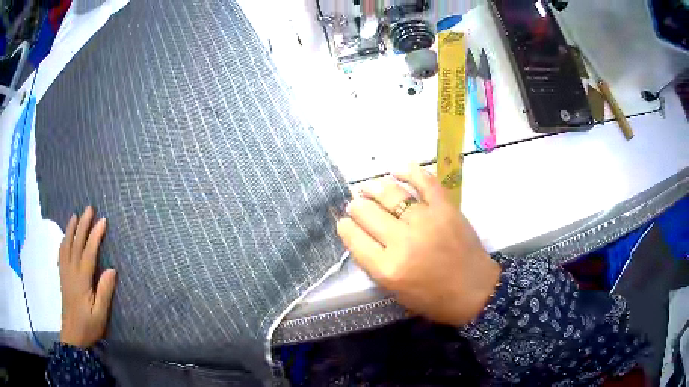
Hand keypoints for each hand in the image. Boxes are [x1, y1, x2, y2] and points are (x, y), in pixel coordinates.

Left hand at [59, 206, 116, 347]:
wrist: (73, 336)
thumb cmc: (88, 326)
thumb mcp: (100, 314)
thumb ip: (105, 292)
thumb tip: (111, 269)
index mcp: (81, 280)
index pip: (88, 253)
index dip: (95, 235)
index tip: (102, 220)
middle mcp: (71, 272)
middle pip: (76, 244)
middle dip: (82, 225)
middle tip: (88, 208)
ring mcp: (65, 273)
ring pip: (66, 246)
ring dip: (71, 229)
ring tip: (75, 215)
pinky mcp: (63, 277)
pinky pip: (61, 254)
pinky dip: (63, 241)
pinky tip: (65, 237)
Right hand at [337, 166, 500, 325]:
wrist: (474, 291)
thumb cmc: (433, 298)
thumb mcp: (395, 291)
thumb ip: (374, 263)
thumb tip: (360, 234)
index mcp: (388, 268)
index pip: (355, 238)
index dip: (345, 227)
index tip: (344, 222)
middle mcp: (403, 241)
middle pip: (368, 213)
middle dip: (356, 206)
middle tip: (356, 204)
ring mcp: (426, 221)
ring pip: (391, 194)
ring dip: (374, 187)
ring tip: (368, 187)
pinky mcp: (446, 208)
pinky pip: (424, 182)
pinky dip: (410, 171)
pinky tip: (397, 170)